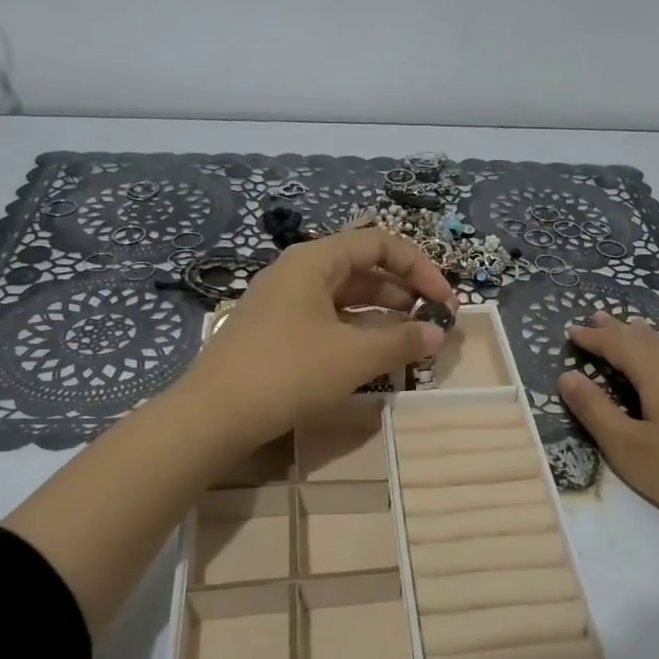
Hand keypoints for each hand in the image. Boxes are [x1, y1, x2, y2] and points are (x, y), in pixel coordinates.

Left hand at [174, 229, 455, 450]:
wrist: (213, 415)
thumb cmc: (287, 372)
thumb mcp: (353, 356)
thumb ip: (401, 340)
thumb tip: (437, 332)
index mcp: (314, 261)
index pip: (379, 243)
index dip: (419, 268)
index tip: (445, 301)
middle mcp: (297, 273)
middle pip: (362, 268)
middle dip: (403, 292)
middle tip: (433, 322)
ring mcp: (283, 304)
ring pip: (345, 298)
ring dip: (383, 315)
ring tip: (411, 341)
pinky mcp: (276, 333)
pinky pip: (327, 321)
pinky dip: (357, 332)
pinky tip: (374, 356)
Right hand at [559, 310, 658, 656]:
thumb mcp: (628, 447)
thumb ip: (595, 410)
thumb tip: (567, 376)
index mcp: (658, 370)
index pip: (617, 343)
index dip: (592, 337)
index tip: (570, 331)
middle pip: (645, 337)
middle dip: (617, 329)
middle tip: (596, 317)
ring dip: (643, 337)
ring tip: (629, 330)